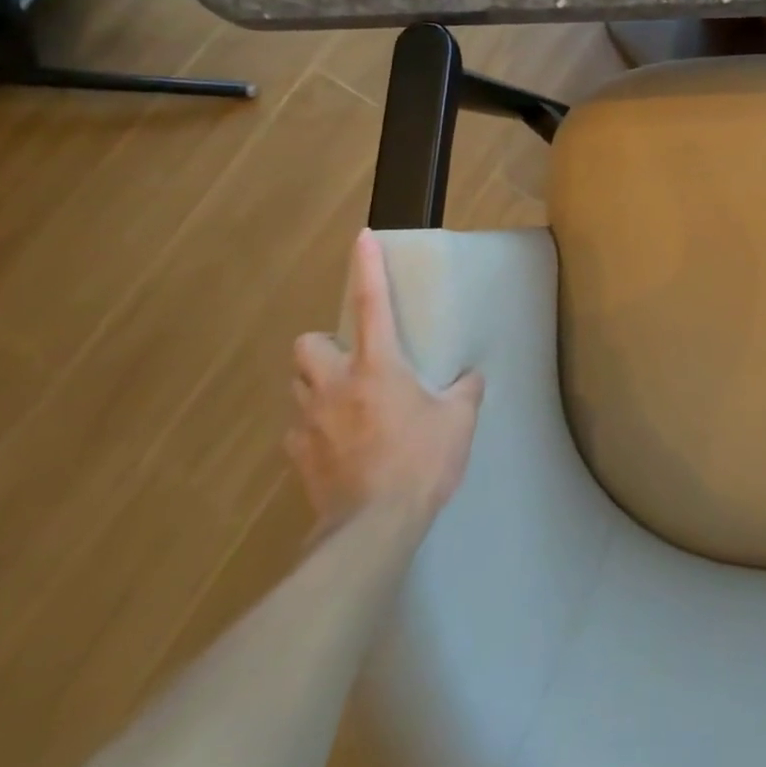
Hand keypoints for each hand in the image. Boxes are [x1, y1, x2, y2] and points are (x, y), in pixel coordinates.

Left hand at [286, 231, 483, 536]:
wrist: (373, 528)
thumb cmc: (421, 461)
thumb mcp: (459, 421)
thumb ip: (464, 392)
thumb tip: (469, 378)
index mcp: (377, 366)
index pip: (372, 303)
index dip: (367, 267)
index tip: (361, 238)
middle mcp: (335, 385)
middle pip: (307, 344)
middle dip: (322, 344)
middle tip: (348, 359)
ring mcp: (310, 423)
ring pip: (296, 385)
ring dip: (315, 384)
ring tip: (342, 401)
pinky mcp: (298, 458)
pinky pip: (297, 431)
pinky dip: (312, 429)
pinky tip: (335, 445)